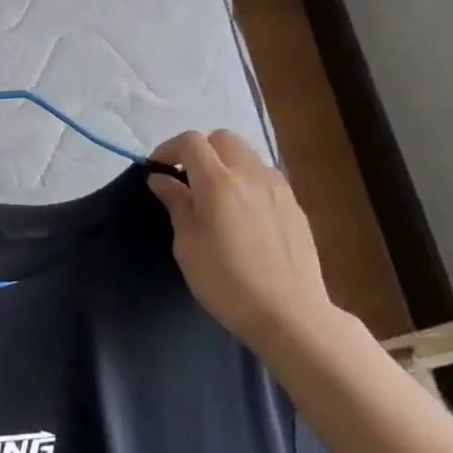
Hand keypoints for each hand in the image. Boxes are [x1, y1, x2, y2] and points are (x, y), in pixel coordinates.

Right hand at [147, 130, 341, 355]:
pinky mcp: (294, 204)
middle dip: (200, 150)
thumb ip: (176, 203)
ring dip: (225, 163)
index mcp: (218, 181)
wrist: (290, 314)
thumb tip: (162, 179)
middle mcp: (250, 174)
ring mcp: (277, 187)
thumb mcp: (187, 245)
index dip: (169, 149)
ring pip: (246, 154)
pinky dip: (246, 180)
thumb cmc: (226, 282)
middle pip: (222, 138)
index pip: (191, 141)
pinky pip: (264, 176)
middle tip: (186, 179)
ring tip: (215, 195)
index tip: (158, 171)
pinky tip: (242, 212)